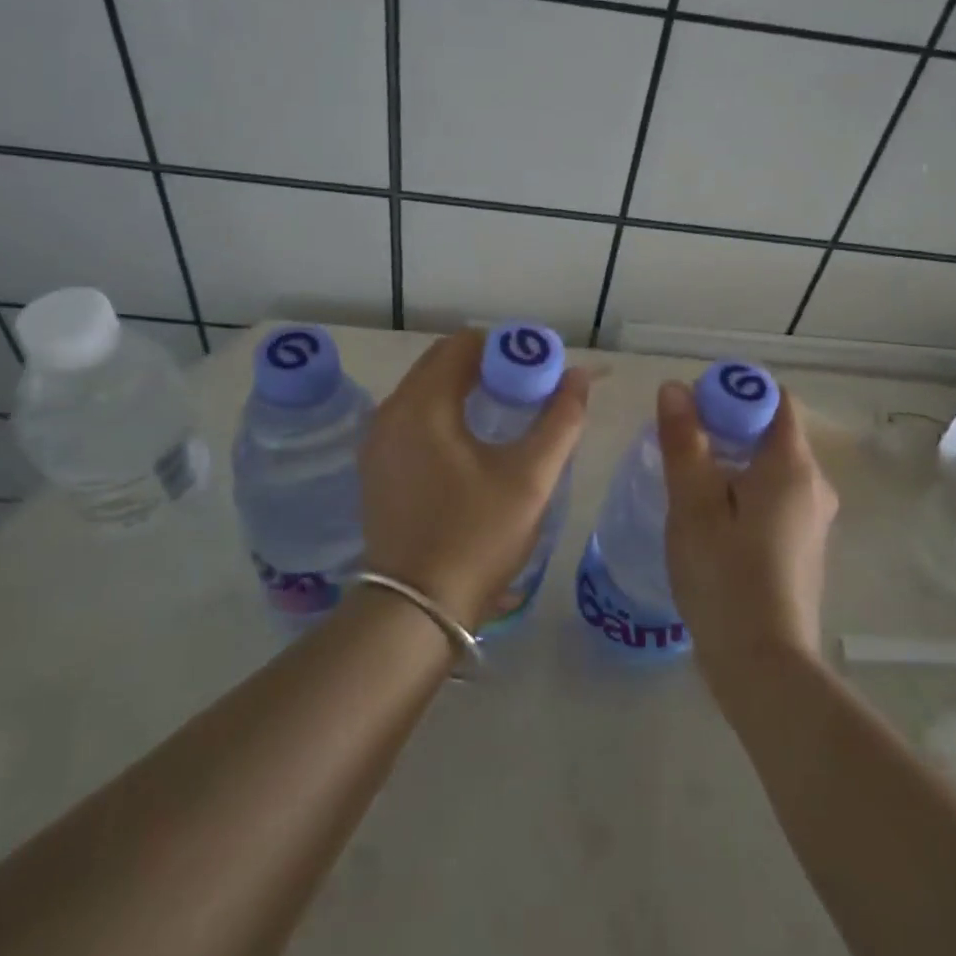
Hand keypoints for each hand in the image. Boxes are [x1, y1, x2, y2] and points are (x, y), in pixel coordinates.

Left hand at [358, 331, 590, 631]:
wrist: (415, 612)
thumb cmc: (476, 537)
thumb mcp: (530, 477)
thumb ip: (560, 419)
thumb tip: (579, 376)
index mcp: (422, 404)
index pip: (464, 344)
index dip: (505, 347)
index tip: (537, 370)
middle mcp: (390, 412)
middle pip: (441, 362)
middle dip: (486, 365)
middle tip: (527, 388)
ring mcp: (377, 441)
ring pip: (425, 390)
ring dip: (465, 388)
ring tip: (507, 411)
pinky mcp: (376, 467)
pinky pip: (413, 418)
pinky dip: (444, 412)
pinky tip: (473, 441)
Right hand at [657, 380, 837, 693]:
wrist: (765, 667)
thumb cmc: (725, 576)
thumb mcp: (693, 503)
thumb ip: (685, 441)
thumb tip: (676, 388)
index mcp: (793, 465)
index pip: (774, 398)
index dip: (734, 391)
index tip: (694, 407)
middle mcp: (814, 484)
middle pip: (772, 431)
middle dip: (726, 426)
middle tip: (681, 444)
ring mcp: (813, 519)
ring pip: (771, 467)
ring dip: (731, 460)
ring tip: (687, 480)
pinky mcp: (803, 547)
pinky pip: (774, 497)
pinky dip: (743, 490)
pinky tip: (710, 519)